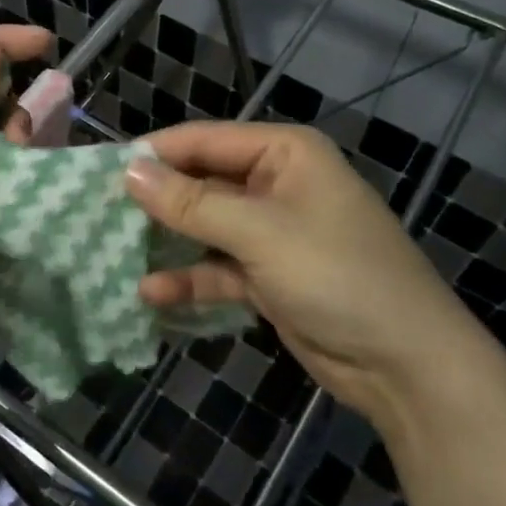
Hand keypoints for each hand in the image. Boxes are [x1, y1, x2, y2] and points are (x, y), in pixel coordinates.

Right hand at [124, 122, 488, 412]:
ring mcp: (273, 233)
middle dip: (156, 201)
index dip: (153, 155)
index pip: (203, 140)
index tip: (99, 174)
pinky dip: (190, 279)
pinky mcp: (269, 276)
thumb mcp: (260, 233)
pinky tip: (151, 293)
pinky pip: (218, 268)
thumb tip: (129, 172)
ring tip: (113, 252)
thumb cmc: (337, 275)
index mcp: (284, 153)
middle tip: (98, 215)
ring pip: (205, 227)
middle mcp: (276, 183)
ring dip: (168, 241)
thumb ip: (192, 203)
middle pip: (201, 182)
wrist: (407, 364)